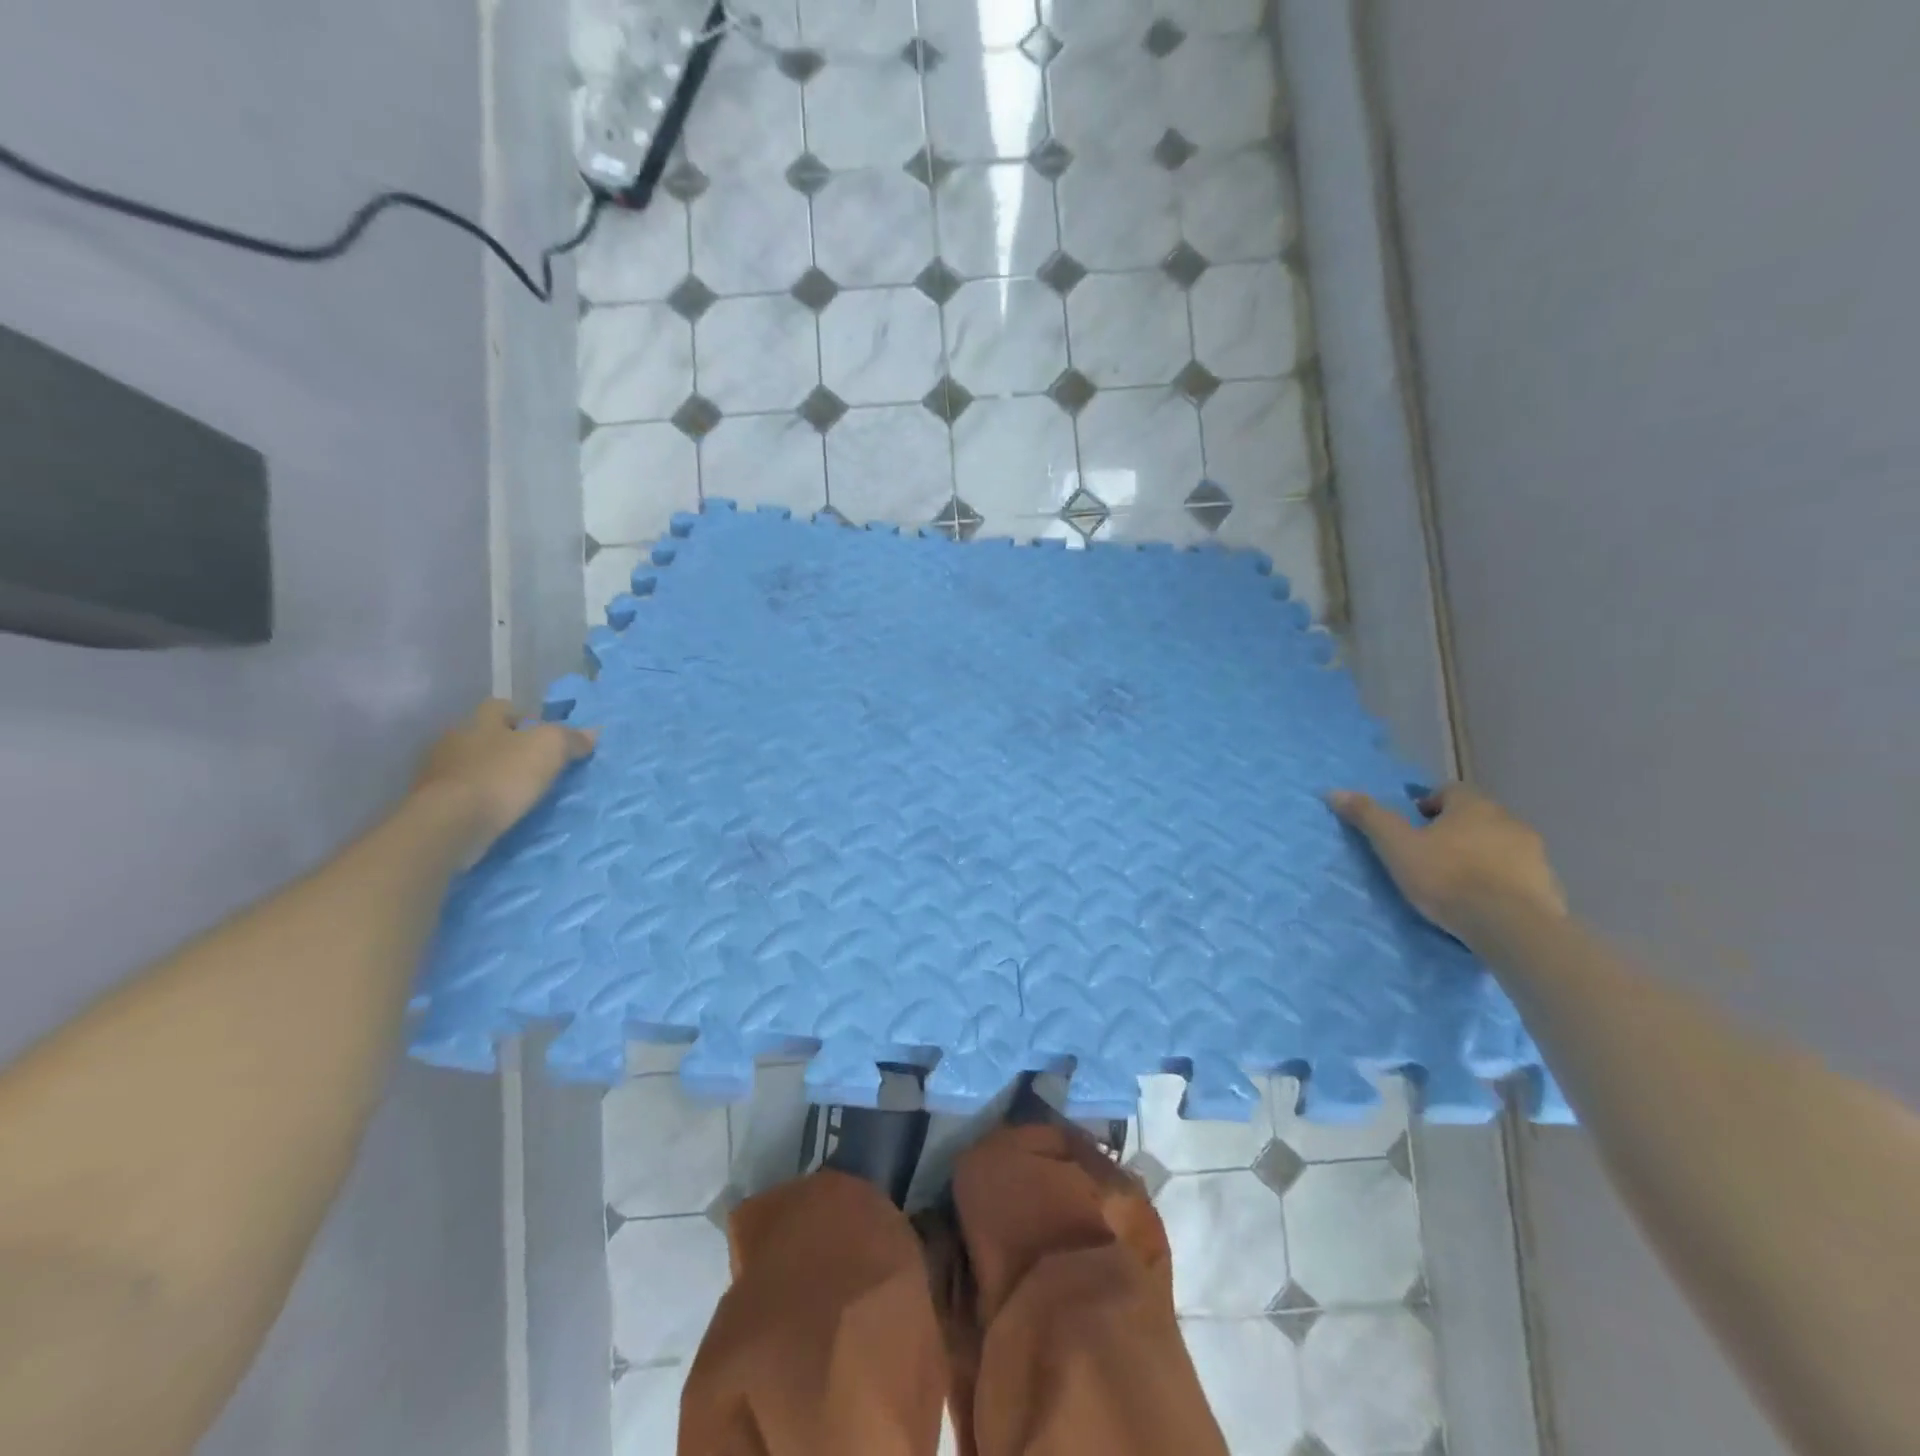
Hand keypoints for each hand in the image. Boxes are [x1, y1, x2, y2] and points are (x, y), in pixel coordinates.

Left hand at [412, 700, 596, 863]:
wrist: (450, 824)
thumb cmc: (502, 776)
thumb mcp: (549, 749)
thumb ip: (570, 738)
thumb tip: (592, 733)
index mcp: (480, 720)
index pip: (502, 707)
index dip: (525, 717)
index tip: (545, 736)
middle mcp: (454, 740)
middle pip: (485, 736)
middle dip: (508, 747)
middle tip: (537, 765)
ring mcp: (438, 773)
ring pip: (473, 765)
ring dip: (493, 775)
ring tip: (519, 793)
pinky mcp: (432, 803)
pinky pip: (463, 794)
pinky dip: (479, 800)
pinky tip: (497, 812)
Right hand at [1327, 783, 1566, 941]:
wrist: (1512, 926)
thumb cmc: (1447, 877)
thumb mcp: (1396, 846)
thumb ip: (1368, 817)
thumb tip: (1334, 791)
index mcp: (1473, 805)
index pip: (1449, 791)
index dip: (1428, 805)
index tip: (1412, 827)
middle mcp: (1508, 820)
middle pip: (1476, 817)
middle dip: (1454, 831)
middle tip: (1429, 855)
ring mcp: (1534, 854)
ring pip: (1499, 845)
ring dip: (1480, 855)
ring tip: (1457, 882)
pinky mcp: (1549, 886)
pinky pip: (1518, 875)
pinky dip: (1501, 882)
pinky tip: (1484, 903)